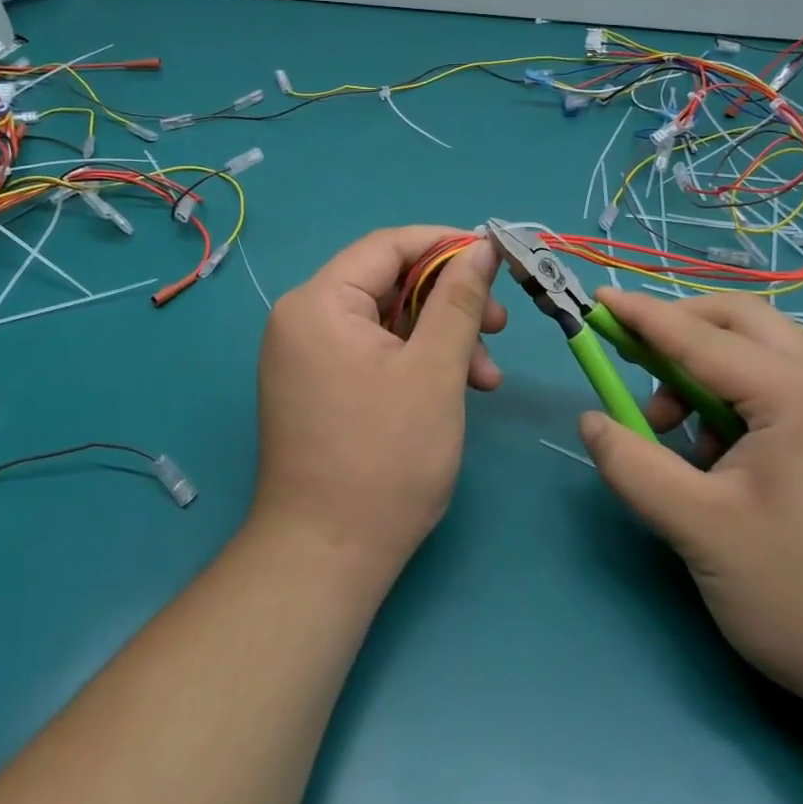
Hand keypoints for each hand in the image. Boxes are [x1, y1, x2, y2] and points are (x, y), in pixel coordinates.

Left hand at [254, 227, 505, 569]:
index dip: (447, 244)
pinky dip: (416, 362)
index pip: (388, 245)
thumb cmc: (385, 460)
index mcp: (320, 302)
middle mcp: (304, 318)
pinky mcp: (318, 385)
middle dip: (449, 301)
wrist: (325, 559)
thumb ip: (459, 300)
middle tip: (498, 326)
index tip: (497, 259)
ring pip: (388, 320)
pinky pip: (374, 351)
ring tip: (486, 377)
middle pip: (389, 282)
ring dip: (440, 338)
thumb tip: (482, 247)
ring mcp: (307, 354)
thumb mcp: (435, 371)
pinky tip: (457, 389)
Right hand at [576, 288, 802, 721]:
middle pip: (740, 323)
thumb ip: (633, 466)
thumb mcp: (700, 530)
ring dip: (705, 370)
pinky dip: (734, 400)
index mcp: (798, 396)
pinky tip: (720, 460)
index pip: (700, 337)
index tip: (597, 301)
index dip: (642, 316)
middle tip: (635, 362)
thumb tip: (590, 421)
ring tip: (675, 433)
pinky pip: (779, 389)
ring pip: (760, 354)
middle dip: (680, 330)